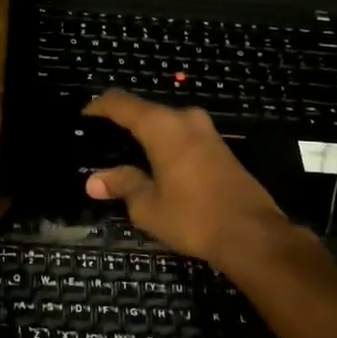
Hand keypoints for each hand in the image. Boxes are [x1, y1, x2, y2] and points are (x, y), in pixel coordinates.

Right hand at [82, 91, 303, 271]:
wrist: (253, 234)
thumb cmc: (193, 217)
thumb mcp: (148, 206)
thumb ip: (122, 185)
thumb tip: (95, 180)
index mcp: (162, 126)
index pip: (121, 103)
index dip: (98, 107)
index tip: (83, 117)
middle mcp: (185, 119)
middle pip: (145, 111)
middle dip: (122, 124)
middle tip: (101, 143)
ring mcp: (206, 131)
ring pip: (166, 124)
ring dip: (146, 136)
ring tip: (124, 156)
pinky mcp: (220, 148)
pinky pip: (182, 137)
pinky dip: (164, 145)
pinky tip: (155, 166)